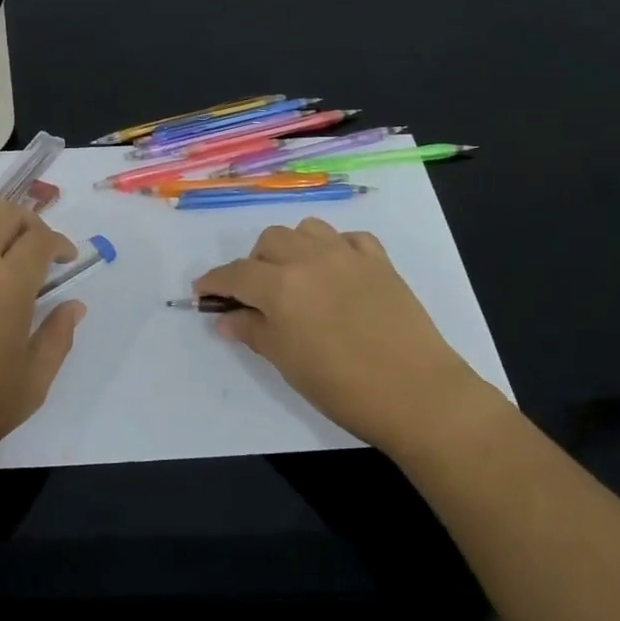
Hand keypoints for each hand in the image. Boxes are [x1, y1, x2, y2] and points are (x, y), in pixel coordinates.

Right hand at [194, 218, 489, 460]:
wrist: (416, 392)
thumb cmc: (343, 387)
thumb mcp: (288, 363)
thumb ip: (254, 332)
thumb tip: (226, 319)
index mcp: (281, 286)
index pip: (237, 274)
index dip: (215, 282)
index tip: (203, 291)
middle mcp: (310, 259)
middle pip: (270, 241)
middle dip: (255, 263)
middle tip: (257, 294)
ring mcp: (348, 255)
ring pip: (307, 229)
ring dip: (293, 247)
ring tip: (297, 276)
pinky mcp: (379, 260)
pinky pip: (348, 238)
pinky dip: (335, 248)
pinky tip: (337, 272)